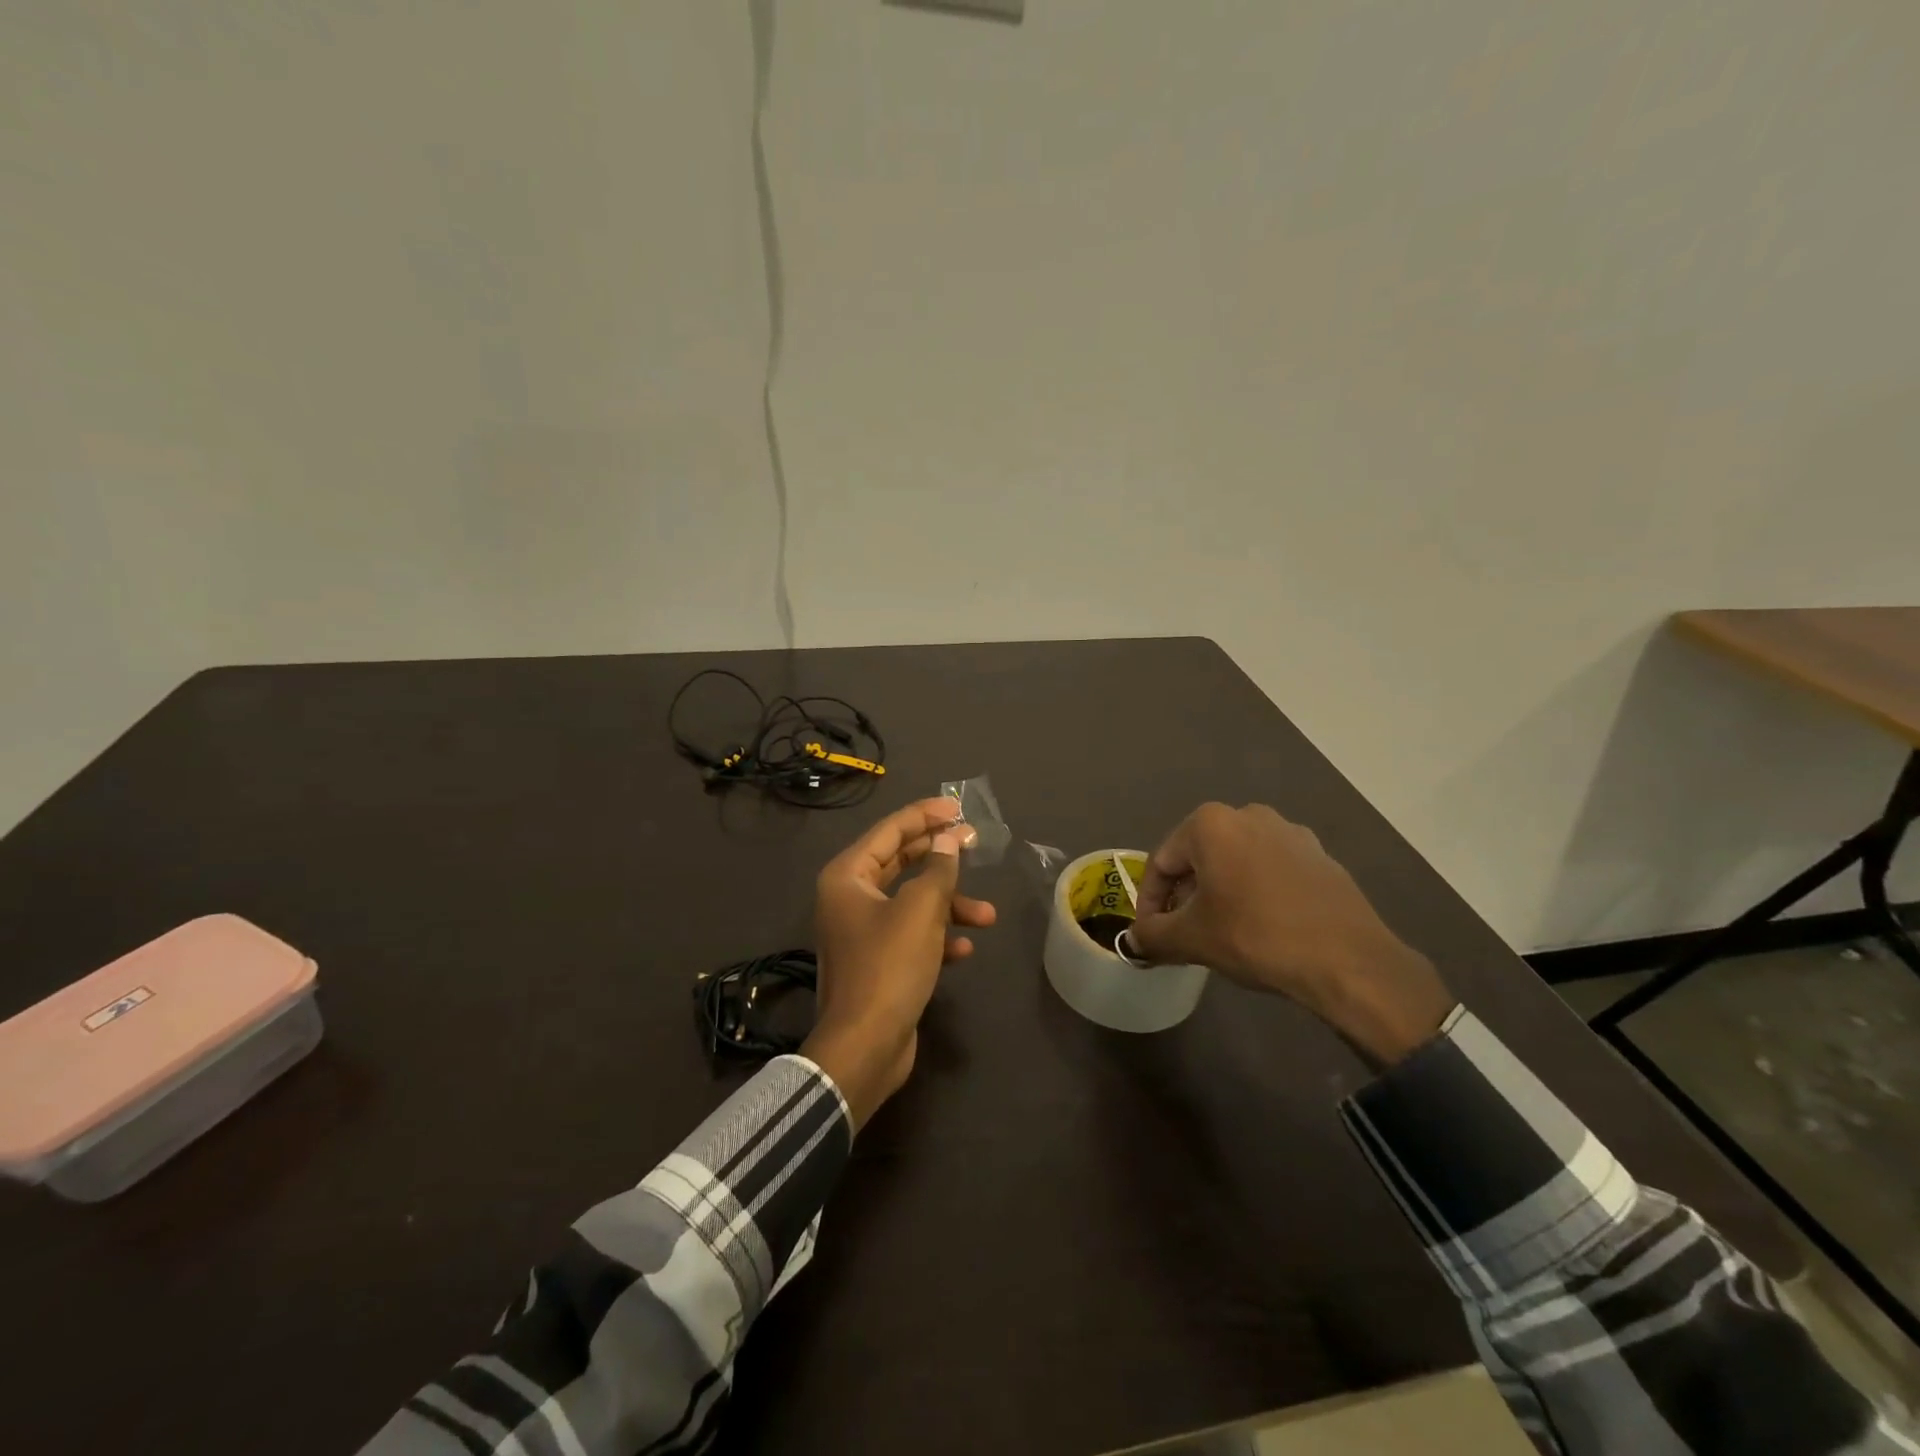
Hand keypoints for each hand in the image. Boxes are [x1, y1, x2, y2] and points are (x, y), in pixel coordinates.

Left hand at [803, 797, 996, 1129]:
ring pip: (912, 901)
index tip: (958, 808)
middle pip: (900, 862)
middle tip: (974, 843)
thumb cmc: (889, 967)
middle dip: (940, 857)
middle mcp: (850, 898)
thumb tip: (948, 841)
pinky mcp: (878, 961)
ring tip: (988, 915)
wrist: (864, 1047)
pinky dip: (938, 936)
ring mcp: (862, 931)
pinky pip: (911, 934)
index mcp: (848, 876)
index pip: (890, 831)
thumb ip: (938, 869)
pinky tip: (964, 948)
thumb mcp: (921, 910)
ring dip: (949, 904)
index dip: (925, 815)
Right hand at [1128, 803, 1453, 1067]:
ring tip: (1220, 932)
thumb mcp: (1191, 939)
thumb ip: (1151, 935)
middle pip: (1198, 858)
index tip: (1149, 934)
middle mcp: (1248, 814)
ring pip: (1236, 862)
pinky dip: (1255, 893)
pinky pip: (1271, 871)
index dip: (1149, 902)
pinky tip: (1261, 927)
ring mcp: (1290, 832)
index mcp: (1210, 823)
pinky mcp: (1320, 856)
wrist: (1348, 961)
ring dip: (1219, 893)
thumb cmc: (1256, 936)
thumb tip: (1132, 942)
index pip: (1161, 863)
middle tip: (1182, 933)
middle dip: (1184, 895)